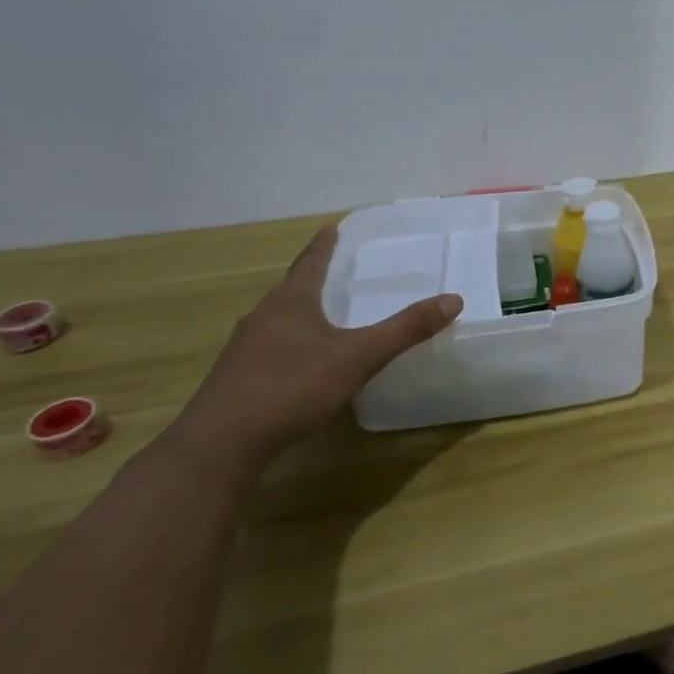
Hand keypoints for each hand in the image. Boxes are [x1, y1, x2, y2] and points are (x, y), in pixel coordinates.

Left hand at [168, 225, 461, 470]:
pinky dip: (289, 346)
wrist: (220, 446)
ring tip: (320, 316)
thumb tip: (454, 299)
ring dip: (298, 314)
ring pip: (276, 322)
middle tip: (333, 271)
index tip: (330, 227)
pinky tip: (300, 365)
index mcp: (290, 304)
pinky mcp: (235, 382)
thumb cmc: (291, 388)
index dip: (323, 246)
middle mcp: (262, 319)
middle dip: (311, 280)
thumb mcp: (358, 357)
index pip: (309, 263)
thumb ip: (404, 330)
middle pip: (290, 290)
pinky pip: (268, 351)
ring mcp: (243, 351)